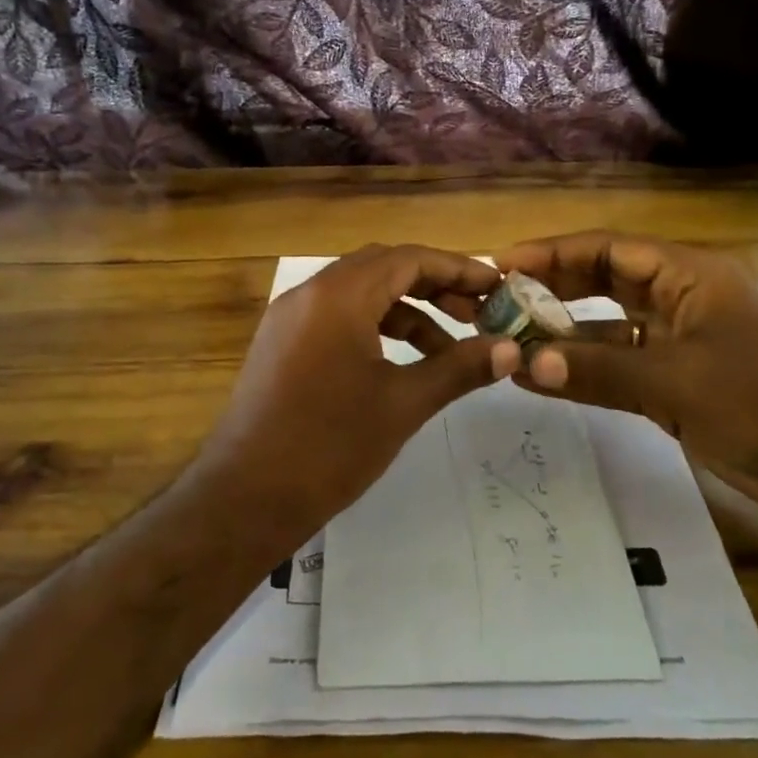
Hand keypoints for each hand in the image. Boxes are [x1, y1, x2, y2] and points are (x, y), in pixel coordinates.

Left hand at [194, 244, 520, 539]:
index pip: (408, 259)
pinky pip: (336, 317)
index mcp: (338, 296)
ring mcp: (290, 319)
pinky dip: (375, 327)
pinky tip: (401, 361)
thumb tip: (511, 350)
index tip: (495, 286)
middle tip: (477, 313)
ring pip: (359, 293)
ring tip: (448, 347)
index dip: (457, 268)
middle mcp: (309, 294)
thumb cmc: (330, 446)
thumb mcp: (403, 404)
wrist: (245, 498)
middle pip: (383, 268)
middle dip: (434, 285)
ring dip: (406, 310)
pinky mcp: (281, 344)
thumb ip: (459, 368)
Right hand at [495, 232, 757, 524]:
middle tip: (500, 301)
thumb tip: (525, 364)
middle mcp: (682, 298)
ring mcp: (682, 340)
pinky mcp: (681, 380)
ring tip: (512, 341)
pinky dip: (589, 368)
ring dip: (567, 333)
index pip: (610, 249)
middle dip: (554, 289)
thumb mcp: (673, 383)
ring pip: (612, 325)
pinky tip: (549, 378)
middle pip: (606, 280)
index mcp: (689, 276)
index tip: (503, 265)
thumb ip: (597, 370)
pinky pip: (623, 363)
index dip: (554, 253)